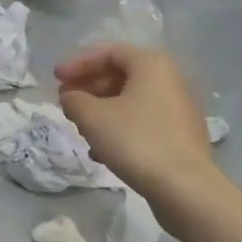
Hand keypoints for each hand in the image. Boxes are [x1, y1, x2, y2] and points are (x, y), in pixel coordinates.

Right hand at [55, 43, 231, 228]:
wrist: (185, 189)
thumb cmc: (135, 140)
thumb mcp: (92, 116)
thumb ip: (73, 100)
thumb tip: (70, 98)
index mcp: (151, 65)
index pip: (108, 53)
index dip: (78, 64)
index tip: (56, 79)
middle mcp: (171, 81)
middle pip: (121, 75)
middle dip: (89, 88)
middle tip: (66, 102)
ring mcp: (180, 111)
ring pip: (132, 101)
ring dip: (102, 110)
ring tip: (81, 128)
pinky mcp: (182, 138)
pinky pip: (144, 122)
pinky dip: (120, 128)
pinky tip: (102, 151)